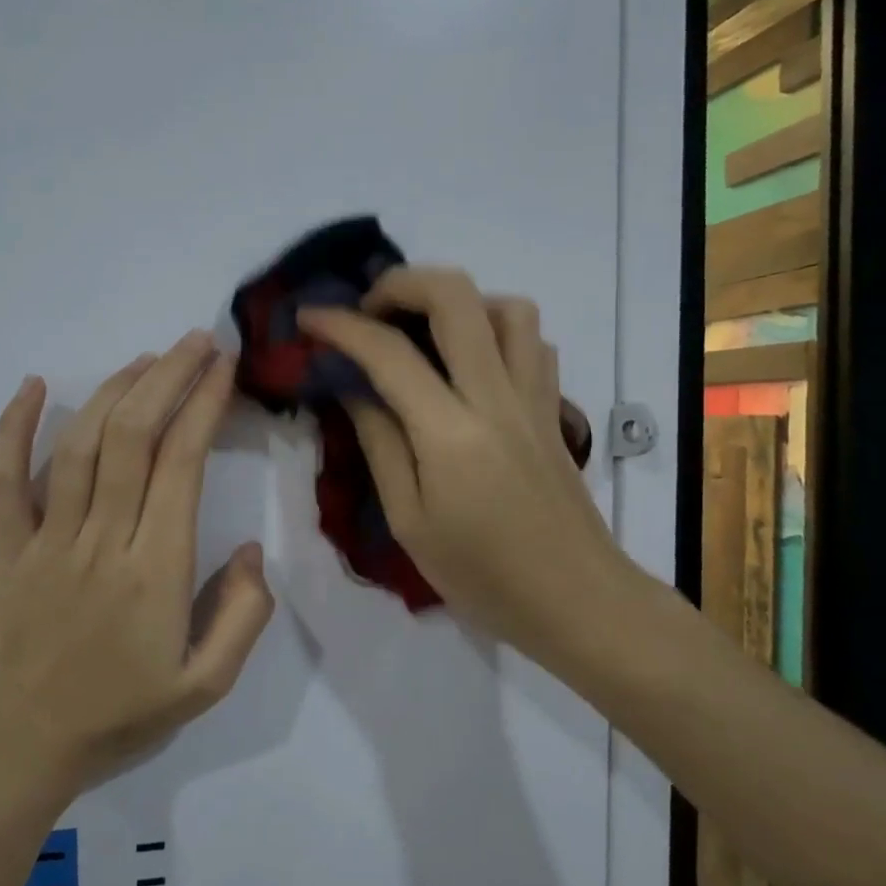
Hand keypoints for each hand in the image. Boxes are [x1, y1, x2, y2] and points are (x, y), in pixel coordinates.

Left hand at [0, 332, 275, 789]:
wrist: (23, 749)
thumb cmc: (120, 716)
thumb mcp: (205, 686)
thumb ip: (242, 617)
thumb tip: (252, 550)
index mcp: (156, 570)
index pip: (182, 465)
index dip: (204, 406)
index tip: (223, 368)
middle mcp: (102, 541)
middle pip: (133, 438)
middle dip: (168, 378)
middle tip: (195, 341)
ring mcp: (47, 541)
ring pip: (80, 446)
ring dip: (114, 391)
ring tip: (146, 359)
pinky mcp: (5, 549)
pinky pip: (5, 480)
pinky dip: (15, 428)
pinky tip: (35, 385)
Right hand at [297, 268, 633, 670]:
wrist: (577, 601)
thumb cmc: (483, 576)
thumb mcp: (410, 522)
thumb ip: (381, 445)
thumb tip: (355, 390)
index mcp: (450, 432)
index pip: (388, 353)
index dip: (341, 325)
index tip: (308, 317)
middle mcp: (497, 397)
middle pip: (456, 296)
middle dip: (401, 284)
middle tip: (368, 311)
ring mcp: (534, 398)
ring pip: (507, 306)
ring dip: (458, 302)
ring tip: (423, 333)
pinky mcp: (553, 409)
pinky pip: (531, 342)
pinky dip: (496, 330)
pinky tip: (471, 362)